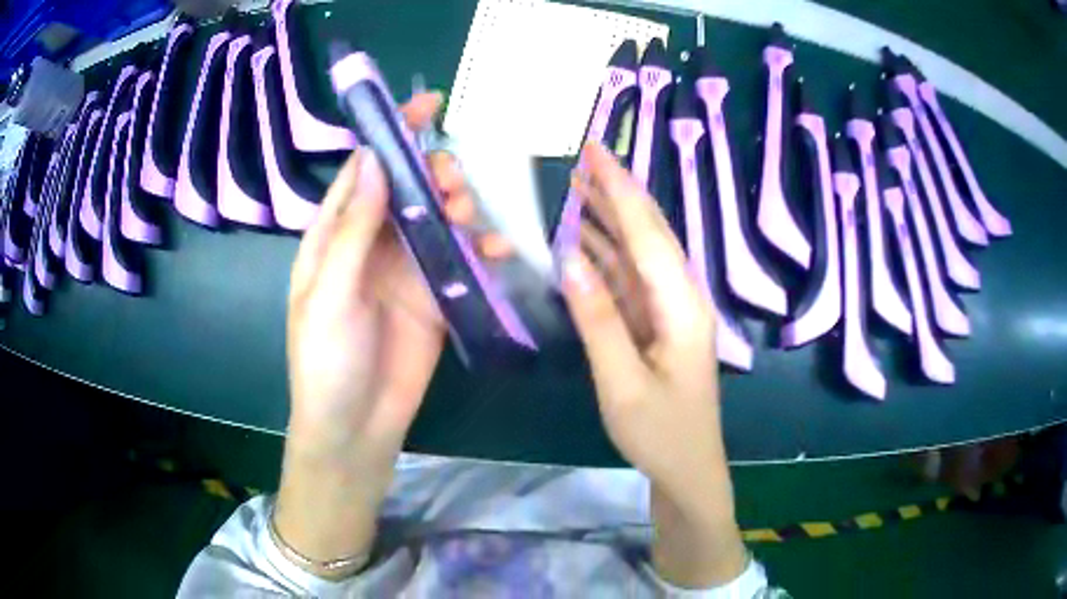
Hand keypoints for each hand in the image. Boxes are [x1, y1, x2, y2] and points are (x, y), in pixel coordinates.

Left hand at [276, 92, 464, 575]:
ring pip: (440, 219)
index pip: (364, 171)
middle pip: (409, 189)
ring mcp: (407, 270)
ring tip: (470, 218)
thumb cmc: (327, 361)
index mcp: (335, 235)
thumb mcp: (329, 293)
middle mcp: (372, 243)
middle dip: (435, 174)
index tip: (427, 105)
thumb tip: (373, 162)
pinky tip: (498, 251)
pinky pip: (462, 260)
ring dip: (461, 208)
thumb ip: (351, 230)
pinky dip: (482, 249)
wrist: (356, 427)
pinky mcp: (436, 297)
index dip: (392, 136)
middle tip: (454, 185)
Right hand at [563, 142, 745, 587]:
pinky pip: (629, 278)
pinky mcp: (656, 323)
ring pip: (637, 252)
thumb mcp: (623, 383)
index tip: (594, 150)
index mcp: (681, 306)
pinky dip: (604, 254)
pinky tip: (581, 239)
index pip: (647, 233)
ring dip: (608, 217)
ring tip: (575, 185)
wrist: (686, 468)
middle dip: (616, 191)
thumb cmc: (660, 433)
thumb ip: (599, 320)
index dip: (619, 189)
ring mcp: (668, 310)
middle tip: (582, 155)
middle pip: (648, 232)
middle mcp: (680, 296)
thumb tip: (568, 259)